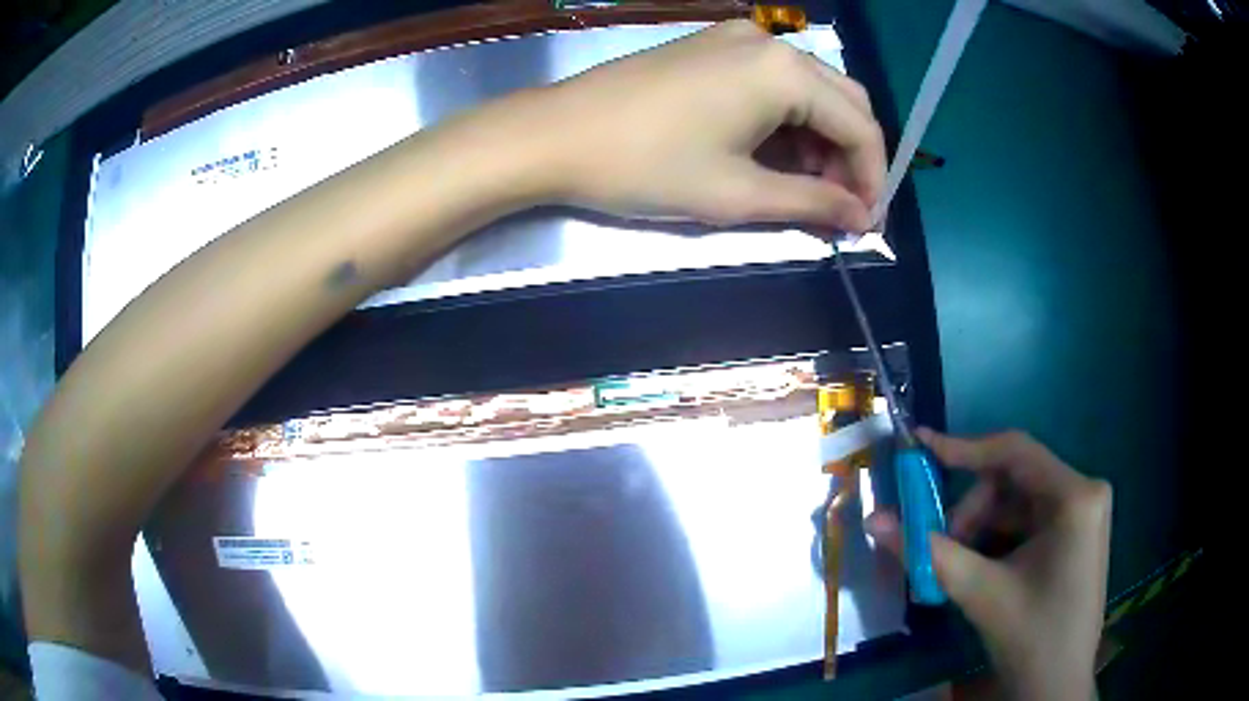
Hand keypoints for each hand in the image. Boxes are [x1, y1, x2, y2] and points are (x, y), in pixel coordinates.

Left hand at [508, 19, 884, 228]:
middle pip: (842, 100)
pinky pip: (772, 82)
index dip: (873, 178)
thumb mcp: (738, 193)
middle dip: (851, 157)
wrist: (555, 135)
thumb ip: (812, 202)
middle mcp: (769, 43)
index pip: (860, 125)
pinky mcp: (711, 47)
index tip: (867, 222)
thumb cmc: (645, 166)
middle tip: (840, 208)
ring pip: (809, 90)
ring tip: (807, 190)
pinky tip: (775, 155)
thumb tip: (861, 216)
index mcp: (783, 71)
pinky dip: (787, 120)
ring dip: (820, 139)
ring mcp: (736, 38)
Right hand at [867, 430, 1111, 699]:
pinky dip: (997, 540)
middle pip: (1014, 480)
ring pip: (1017, 503)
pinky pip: (1028, 522)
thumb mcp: (980, 593)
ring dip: (980, 530)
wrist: (1056, 687)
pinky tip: (981, 571)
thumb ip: (927, 553)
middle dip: (971, 512)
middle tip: (937, 547)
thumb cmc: (1031, 639)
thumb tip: (874, 519)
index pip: (1014, 451)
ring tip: (958, 569)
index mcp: (1075, 496)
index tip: (918, 446)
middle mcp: (1084, 492)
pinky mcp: (1075, 535)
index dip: (963, 448)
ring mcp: (1082, 514)